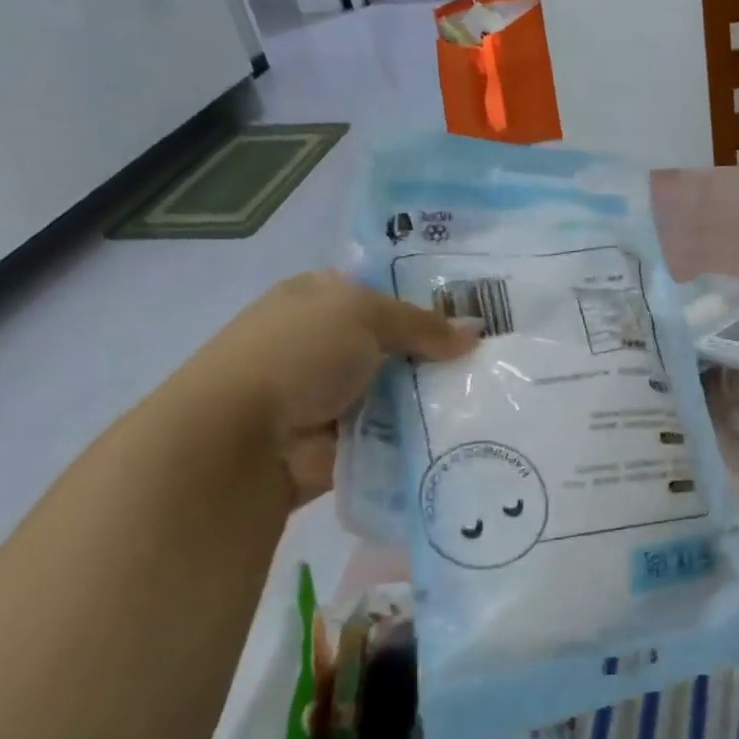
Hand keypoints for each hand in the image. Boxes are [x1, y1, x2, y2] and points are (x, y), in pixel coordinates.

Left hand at [191, 271, 475, 505]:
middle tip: (498, 361)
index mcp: (319, 300)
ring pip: (400, 394)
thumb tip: (474, 332)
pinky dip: (420, 440)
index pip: (382, 292)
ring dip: (434, 400)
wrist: (240, 440)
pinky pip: (393, 438)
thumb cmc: (296, 355)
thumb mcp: (362, 316)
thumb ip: (422, 324)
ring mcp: (332, 398)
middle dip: (439, 355)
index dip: (427, 300)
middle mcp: (324, 346)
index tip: (479, 312)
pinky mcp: (342, 445)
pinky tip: (467, 436)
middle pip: (397, 346)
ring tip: (495, 401)